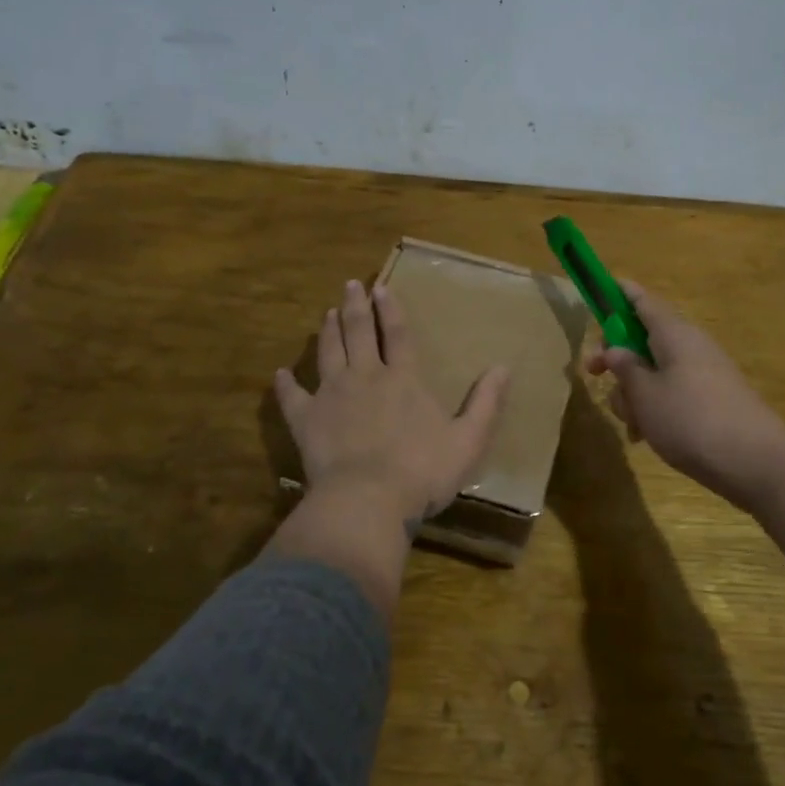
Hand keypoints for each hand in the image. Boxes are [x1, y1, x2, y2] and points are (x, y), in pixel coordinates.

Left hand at [275, 280, 509, 533]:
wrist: (368, 500)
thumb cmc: (422, 471)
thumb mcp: (468, 440)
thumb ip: (486, 403)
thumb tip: (504, 367)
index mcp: (403, 379)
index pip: (398, 335)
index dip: (391, 310)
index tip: (382, 288)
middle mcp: (366, 377)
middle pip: (359, 333)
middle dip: (355, 307)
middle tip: (349, 285)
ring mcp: (332, 395)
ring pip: (329, 353)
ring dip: (328, 331)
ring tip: (327, 314)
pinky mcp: (306, 420)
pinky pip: (293, 397)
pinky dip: (286, 384)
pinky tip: (281, 374)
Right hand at [585, 282, 784, 513]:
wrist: (756, 463)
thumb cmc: (691, 420)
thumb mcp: (645, 394)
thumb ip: (625, 368)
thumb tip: (616, 350)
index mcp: (673, 334)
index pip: (642, 301)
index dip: (619, 293)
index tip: (599, 289)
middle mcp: (690, 346)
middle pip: (644, 339)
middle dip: (617, 359)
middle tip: (594, 375)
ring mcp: (703, 374)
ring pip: (654, 371)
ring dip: (634, 392)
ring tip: (630, 423)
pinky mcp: (710, 400)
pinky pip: (672, 393)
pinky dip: (654, 408)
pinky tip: (645, 436)